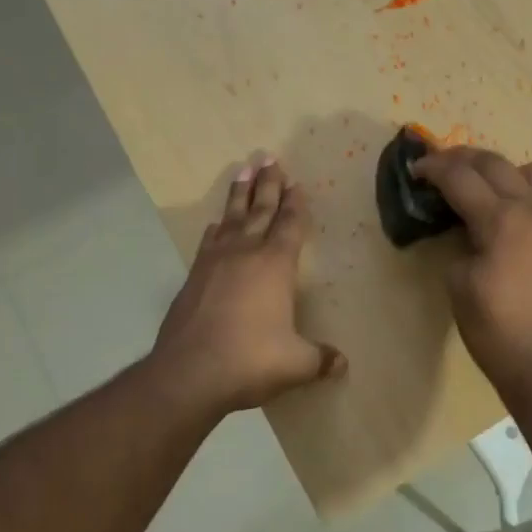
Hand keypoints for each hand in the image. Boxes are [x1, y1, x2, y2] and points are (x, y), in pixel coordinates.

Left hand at [152, 157, 346, 412]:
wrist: (188, 373)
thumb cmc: (250, 360)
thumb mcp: (295, 364)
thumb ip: (320, 360)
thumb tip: (342, 365)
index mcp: (275, 266)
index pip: (290, 225)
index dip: (296, 204)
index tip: (297, 183)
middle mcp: (245, 254)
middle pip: (260, 210)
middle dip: (268, 184)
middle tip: (270, 157)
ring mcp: (215, 263)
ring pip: (231, 218)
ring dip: (239, 194)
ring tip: (243, 169)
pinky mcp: (193, 277)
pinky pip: (209, 241)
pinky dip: (216, 228)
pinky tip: (215, 223)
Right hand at [410, 146, 531, 386]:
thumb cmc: (496, 330)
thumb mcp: (458, 284)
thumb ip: (460, 243)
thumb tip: (469, 229)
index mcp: (502, 220)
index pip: (461, 177)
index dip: (434, 167)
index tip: (417, 168)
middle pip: (497, 164)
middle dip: (465, 159)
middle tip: (444, 167)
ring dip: (506, 173)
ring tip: (490, 191)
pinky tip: (521, 227)